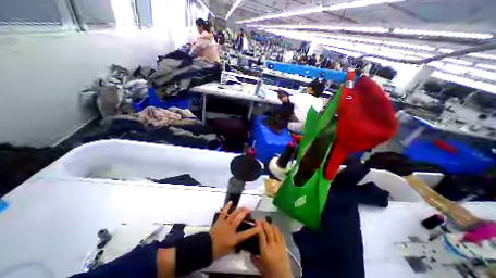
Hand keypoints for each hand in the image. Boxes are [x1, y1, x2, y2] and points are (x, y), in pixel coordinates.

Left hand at [208, 202, 259, 257]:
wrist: (207, 247)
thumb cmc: (219, 250)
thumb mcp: (229, 250)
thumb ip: (236, 245)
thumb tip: (240, 242)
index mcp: (233, 238)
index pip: (245, 234)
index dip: (252, 230)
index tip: (258, 227)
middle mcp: (230, 229)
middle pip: (238, 220)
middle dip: (243, 214)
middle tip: (248, 209)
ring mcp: (225, 224)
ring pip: (233, 215)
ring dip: (238, 210)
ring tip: (243, 206)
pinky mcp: (220, 220)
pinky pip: (224, 212)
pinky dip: (227, 206)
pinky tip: (230, 202)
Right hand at [251, 222, 291, 277]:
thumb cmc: (269, 272)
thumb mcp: (259, 266)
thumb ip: (253, 258)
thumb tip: (249, 251)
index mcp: (265, 251)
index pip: (261, 234)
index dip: (258, 225)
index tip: (256, 220)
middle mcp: (272, 245)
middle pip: (268, 229)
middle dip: (264, 223)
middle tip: (260, 220)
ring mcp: (279, 244)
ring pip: (275, 230)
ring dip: (270, 225)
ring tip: (267, 224)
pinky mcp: (284, 245)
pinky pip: (281, 234)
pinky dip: (276, 230)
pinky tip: (274, 229)